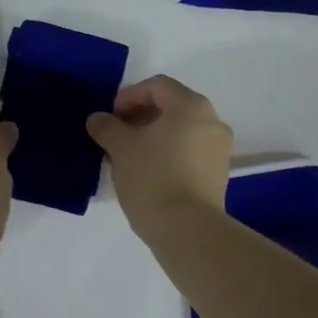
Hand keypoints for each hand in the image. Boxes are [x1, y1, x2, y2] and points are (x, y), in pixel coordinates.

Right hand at [86, 76, 231, 239]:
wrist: (188, 231)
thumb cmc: (153, 178)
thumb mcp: (121, 148)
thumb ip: (107, 127)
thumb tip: (98, 119)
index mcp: (191, 106)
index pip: (157, 86)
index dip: (129, 96)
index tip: (110, 118)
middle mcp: (212, 121)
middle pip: (172, 107)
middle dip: (141, 116)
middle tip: (117, 135)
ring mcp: (219, 149)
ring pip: (181, 131)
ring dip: (154, 136)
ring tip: (129, 156)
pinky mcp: (219, 175)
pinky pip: (189, 152)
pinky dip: (168, 153)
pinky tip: (148, 173)